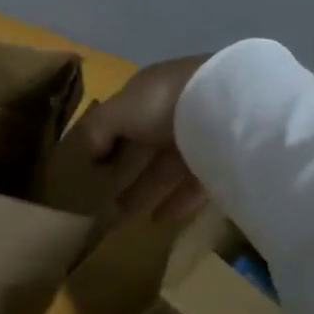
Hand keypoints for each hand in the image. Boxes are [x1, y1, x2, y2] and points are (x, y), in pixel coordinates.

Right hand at [67, 55, 210, 221]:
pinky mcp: (221, 161)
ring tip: (126, 217)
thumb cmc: (162, 103)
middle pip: (143, 147)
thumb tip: (87, 155)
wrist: (226, 107)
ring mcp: (199, 136)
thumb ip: (96, 130)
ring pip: (167, 168)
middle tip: (106, 201)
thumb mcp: (117, 112)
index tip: (92, 170)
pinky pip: (194, 184)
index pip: (121, 119)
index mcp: (147, 93)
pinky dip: (177, 201)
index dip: (105, 143)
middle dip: (124, 173)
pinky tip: (160, 219)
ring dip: (146, 190)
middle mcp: (172, 112)